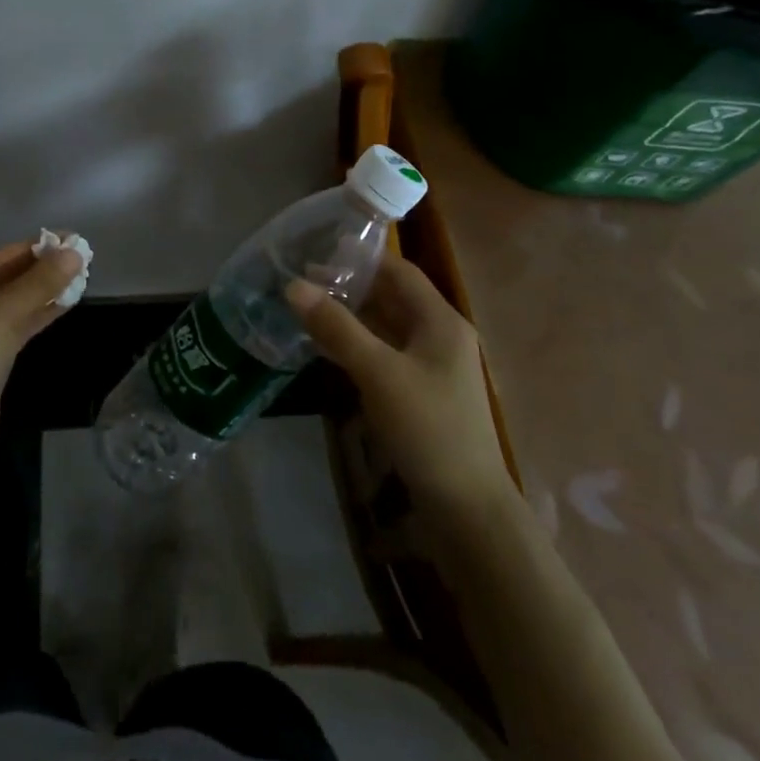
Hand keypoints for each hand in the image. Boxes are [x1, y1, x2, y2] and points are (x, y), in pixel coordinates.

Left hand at [0, 241, 84, 451]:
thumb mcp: (3, 315)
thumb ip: (40, 282)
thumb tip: (74, 251)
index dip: (35, 247)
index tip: (70, 237)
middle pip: (2, 278)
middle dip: (40, 268)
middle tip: (79, 255)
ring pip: (9, 303)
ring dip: (42, 291)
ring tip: (80, 275)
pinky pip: (11, 325)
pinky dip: (36, 314)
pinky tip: (65, 303)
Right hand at [287, 257, 513, 516]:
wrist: (466, 508)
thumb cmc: (427, 429)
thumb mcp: (378, 373)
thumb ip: (336, 327)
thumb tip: (293, 285)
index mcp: (441, 321)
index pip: (399, 271)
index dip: (362, 258)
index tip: (318, 252)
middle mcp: (440, 336)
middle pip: (393, 297)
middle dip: (351, 286)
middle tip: (303, 281)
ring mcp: (432, 366)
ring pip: (387, 327)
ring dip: (352, 316)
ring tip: (307, 308)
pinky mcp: (421, 393)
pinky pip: (385, 353)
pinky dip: (358, 344)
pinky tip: (327, 348)